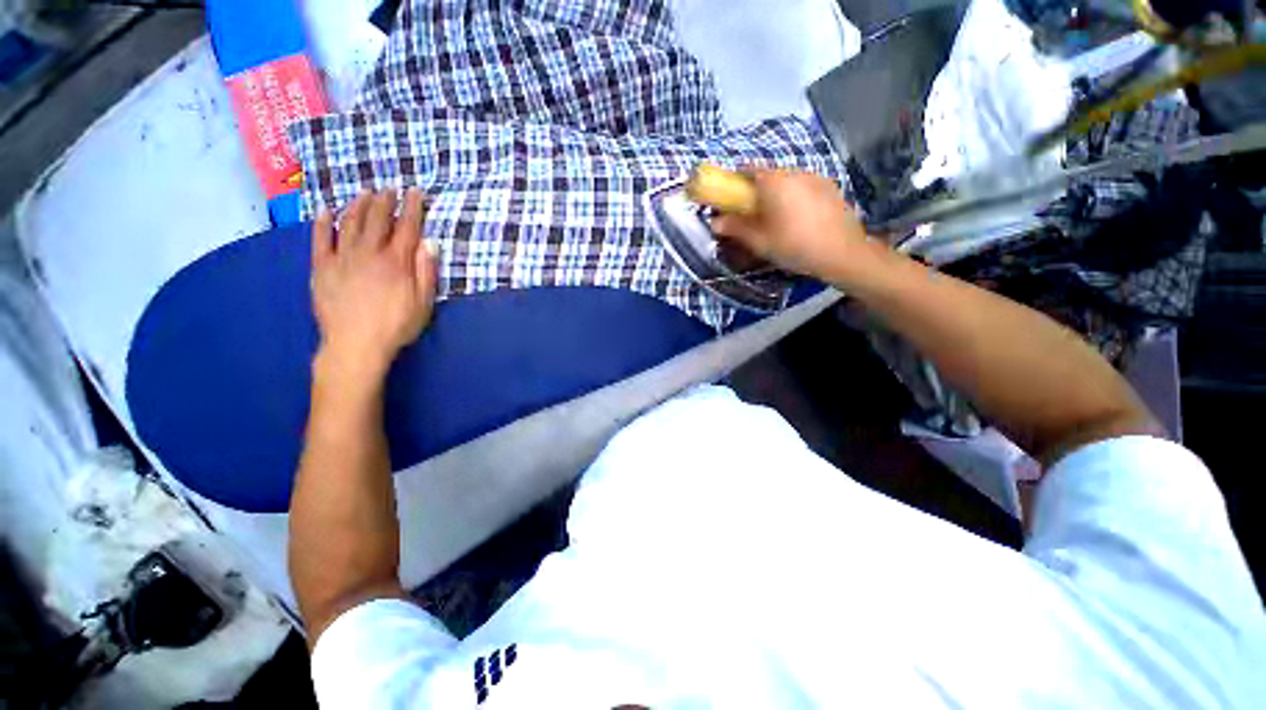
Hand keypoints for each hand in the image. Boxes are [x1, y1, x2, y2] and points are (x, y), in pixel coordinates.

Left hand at [310, 189, 437, 383]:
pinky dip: (322, 223)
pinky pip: (320, 239)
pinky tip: (325, 211)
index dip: (412, 208)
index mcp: (396, 262)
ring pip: (350, 223)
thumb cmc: (396, 325)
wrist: (355, 344)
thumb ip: (427, 272)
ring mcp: (342, 258)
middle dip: (384, 201)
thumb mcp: (424, 303)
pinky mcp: (322, 267)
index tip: (415, 192)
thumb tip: (430, 244)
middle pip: (377, 220)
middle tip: (388, 189)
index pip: (407, 228)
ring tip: (364, 194)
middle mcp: (369, 253)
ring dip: (357, 205)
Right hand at [710, 169, 872, 282]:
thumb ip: (735, 228)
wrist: (842, 253)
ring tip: (779, 219)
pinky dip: (795, 196)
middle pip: (768, 174)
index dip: (735, 181)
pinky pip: (804, 186)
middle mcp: (794, 172)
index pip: (747, 169)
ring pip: (787, 180)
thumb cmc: (794, 245)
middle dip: (756, 190)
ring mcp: (815, 177)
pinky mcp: (830, 187)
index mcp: (774, 181)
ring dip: (777, 193)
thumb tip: (715, 222)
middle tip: (753, 214)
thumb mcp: (759, 241)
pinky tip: (800, 219)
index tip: (730, 198)